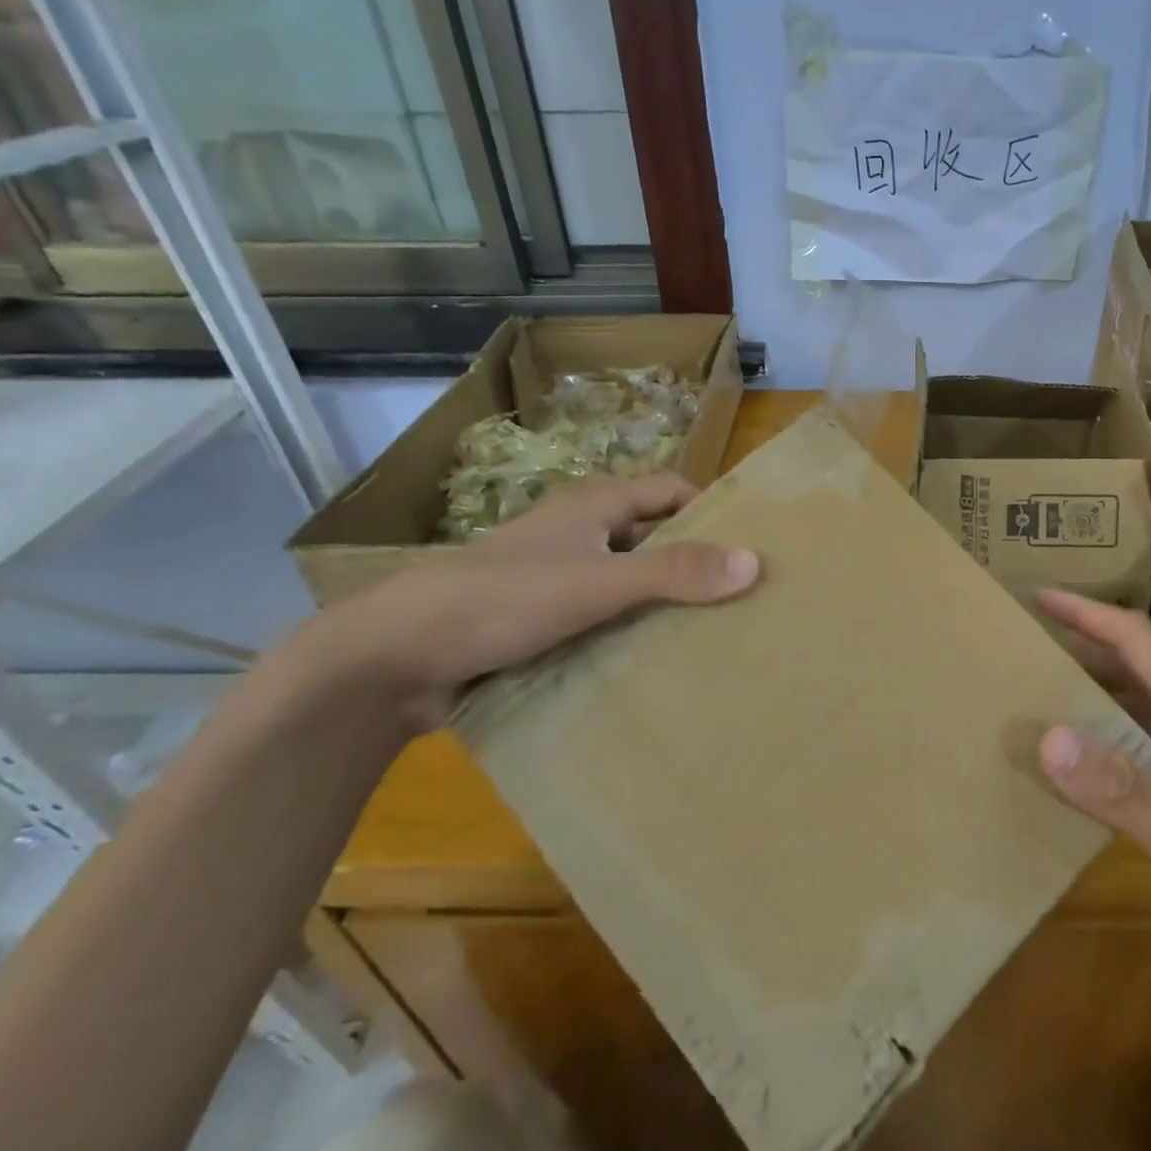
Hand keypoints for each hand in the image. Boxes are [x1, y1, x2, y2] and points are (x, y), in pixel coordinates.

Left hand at [287, 474, 759, 732]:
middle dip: (691, 560)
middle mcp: (577, 532)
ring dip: (659, 600)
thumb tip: (756, 563)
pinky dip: (626, 630)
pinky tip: (651, 661)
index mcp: (592, 506)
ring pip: (625, 580)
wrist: (394, 658)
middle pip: (650, 535)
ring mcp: (555, 577)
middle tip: (740, 596)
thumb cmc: (502, 599)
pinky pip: (599, 616)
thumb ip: (673, 572)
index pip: (669, 489)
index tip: (749, 543)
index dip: (709, 508)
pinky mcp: (537, 619)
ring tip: (709, 635)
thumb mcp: (597, 583)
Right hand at [1035, 590, 1150, 1009]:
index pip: (1137, 640)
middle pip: (1138, 666)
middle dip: (1083, 644)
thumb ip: (1121, 789)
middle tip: (1026, 644)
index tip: (1037, 597)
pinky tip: (1087, 768)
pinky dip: (1111, 741)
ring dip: (1095, 690)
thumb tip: (1047, 735)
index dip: (1086, 612)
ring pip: (1143, 707)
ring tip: (1043, 694)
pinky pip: (1148, 748)